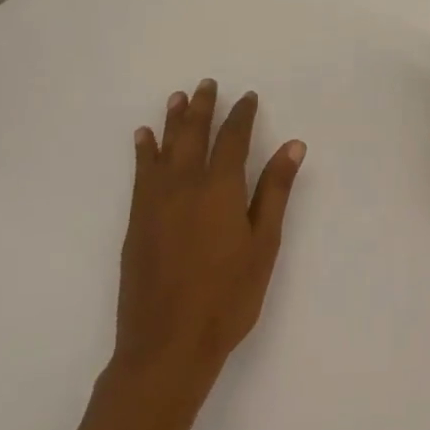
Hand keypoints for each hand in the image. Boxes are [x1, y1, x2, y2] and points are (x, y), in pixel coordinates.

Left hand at [115, 80, 303, 387]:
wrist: (166, 346)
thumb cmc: (227, 297)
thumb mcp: (263, 244)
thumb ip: (275, 191)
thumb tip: (293, 144)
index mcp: (220, 189)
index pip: (232, 139)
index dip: (241, 115)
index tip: (248, 97)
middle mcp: (184, 186)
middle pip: (193, 135)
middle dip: (202, 107)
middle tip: (206, 83)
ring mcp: (155, 204)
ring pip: (164, 149)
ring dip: (171, 121)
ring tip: (176, 97)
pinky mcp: (137, 223)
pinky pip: (140, 174)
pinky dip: (144, 152)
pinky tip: (143, 140)